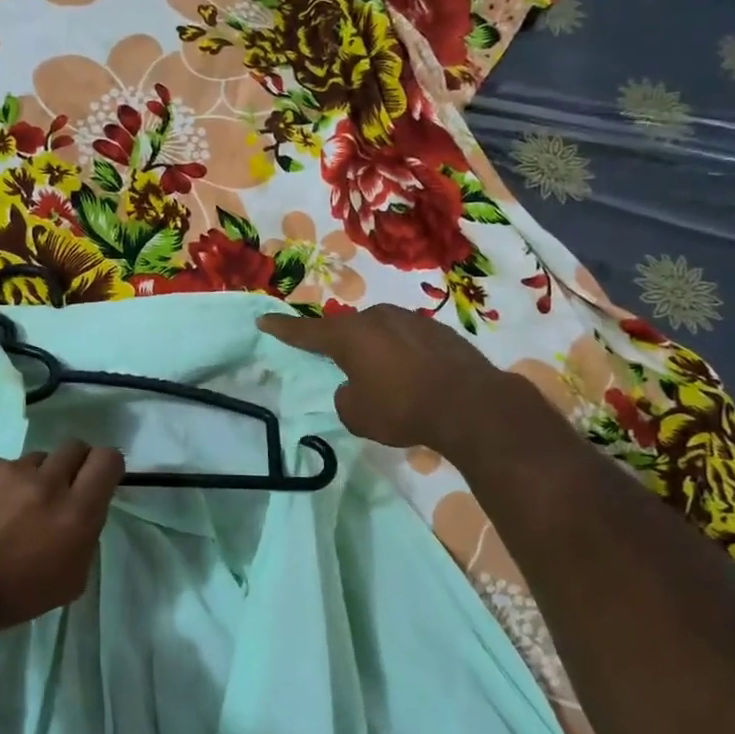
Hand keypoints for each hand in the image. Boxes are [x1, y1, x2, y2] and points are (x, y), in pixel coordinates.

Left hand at [0, 440, 124, 639]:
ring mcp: (9, 470)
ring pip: (36, 459)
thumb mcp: (70, 581)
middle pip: (75, 448)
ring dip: (33, 478)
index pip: (108, 460)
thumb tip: (85, 509)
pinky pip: (1, 465)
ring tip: (11, 507)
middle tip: (57, 491)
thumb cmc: (11, 596)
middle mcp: (47, 483)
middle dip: (72, 466)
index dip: (106, 467)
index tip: (96, 480)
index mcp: (75, 513)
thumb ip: (86, 536)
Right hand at [259, 305, 527, 457]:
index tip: (263, 319)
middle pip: (348, 329)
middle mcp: (377, 318)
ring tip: (382, 377)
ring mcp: (411, 320)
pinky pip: (407, 340)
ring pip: (380, 333)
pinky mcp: (439, 331)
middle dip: (340, 344)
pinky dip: (402, 356)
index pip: (306, 332)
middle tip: (338, 364)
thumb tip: (354, 387)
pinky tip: (413, 377)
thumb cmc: (403, 409)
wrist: (471, 405)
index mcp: (349, 336)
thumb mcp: (357, 415)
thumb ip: (345, 397)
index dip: (283, 328)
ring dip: (375, 350)